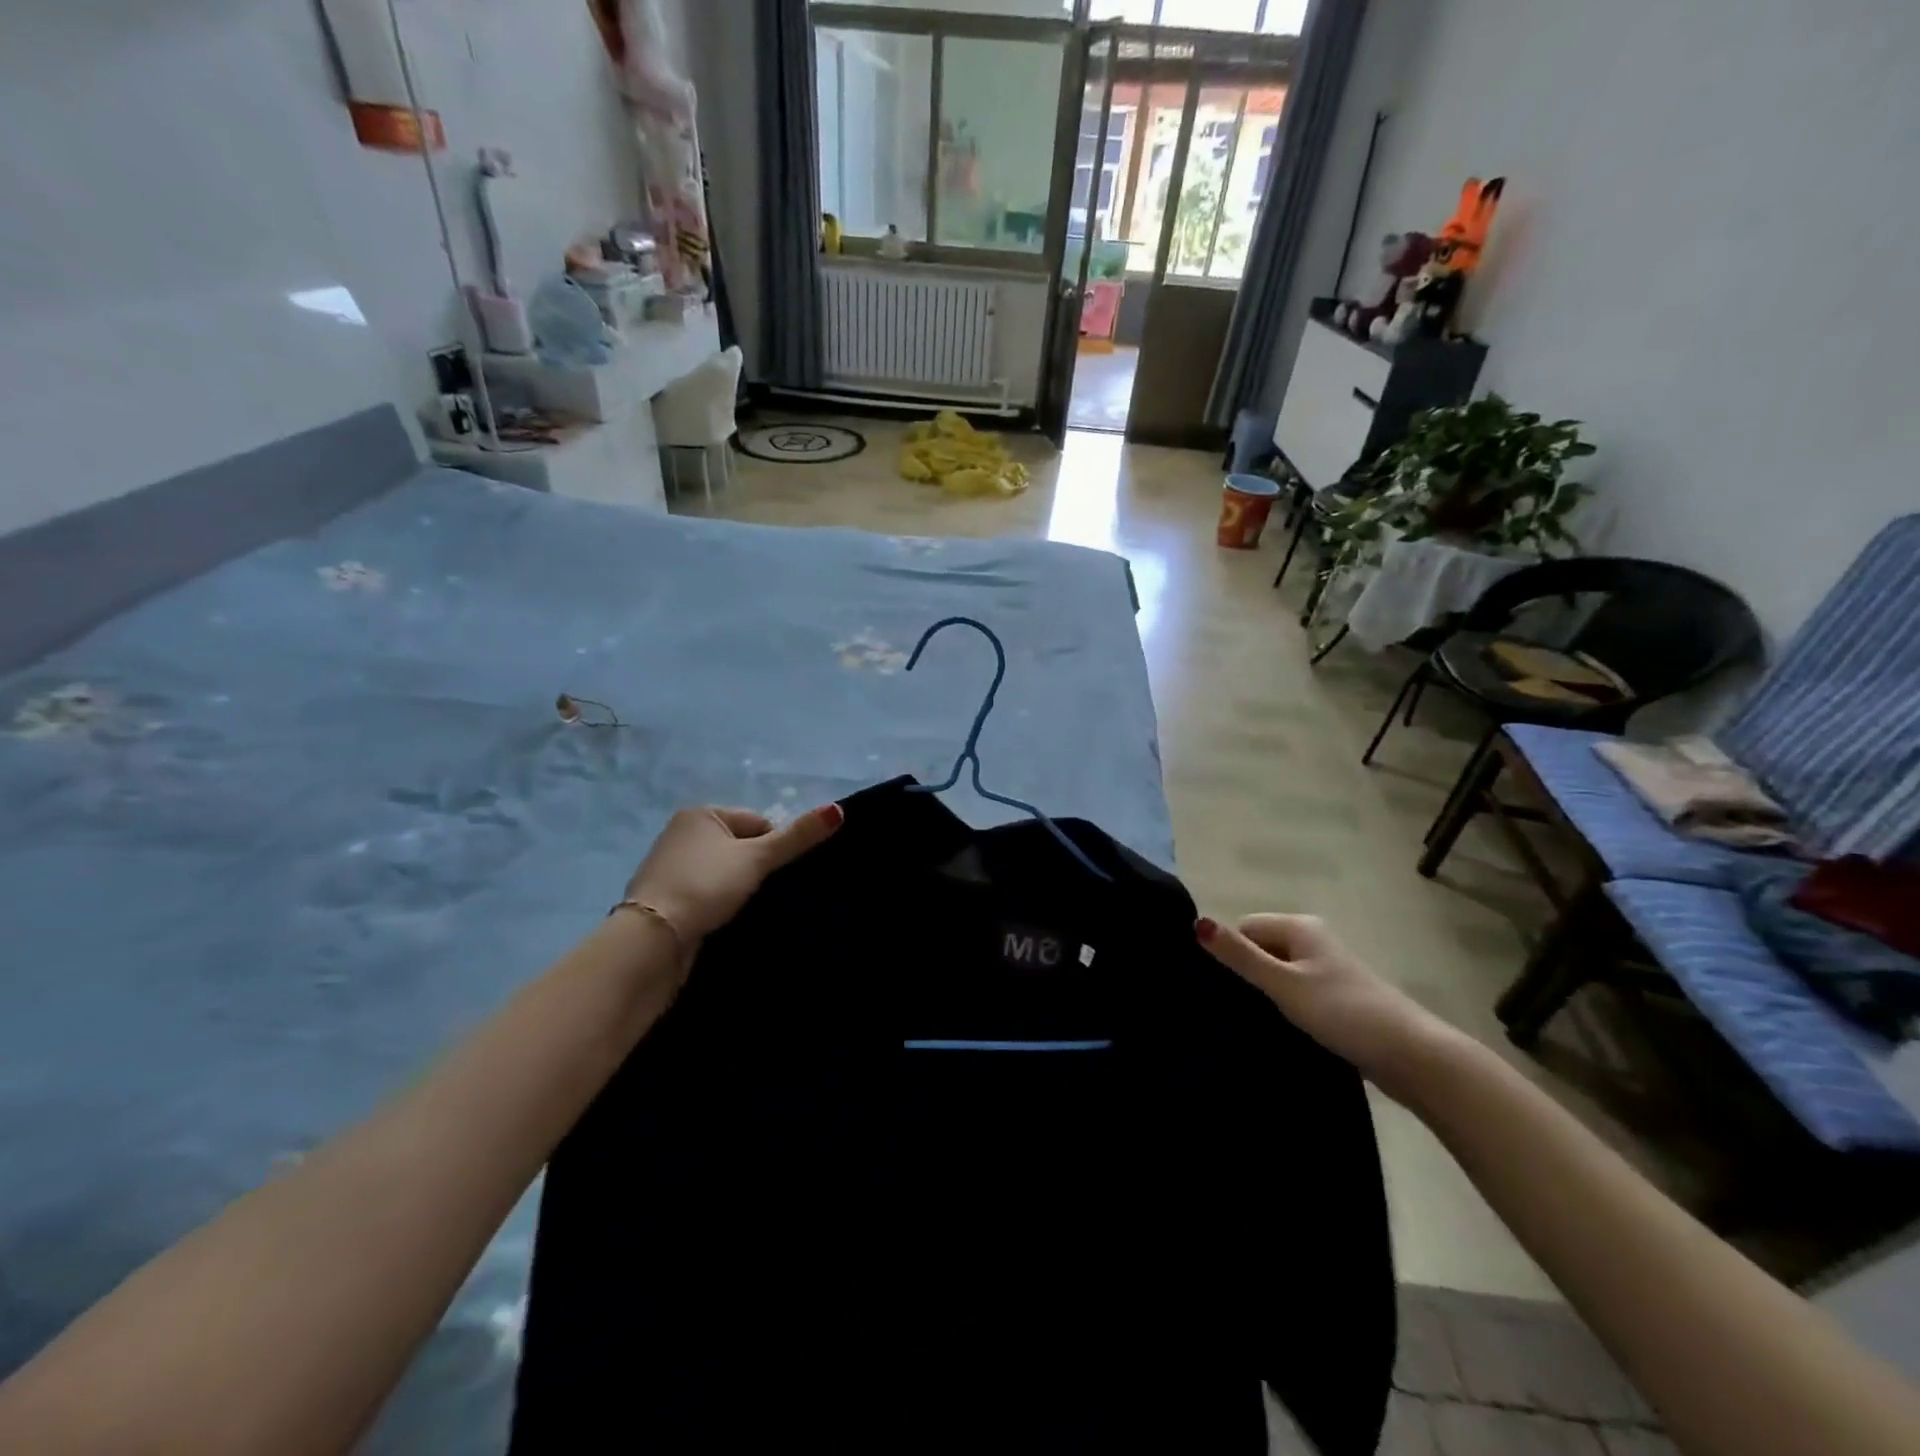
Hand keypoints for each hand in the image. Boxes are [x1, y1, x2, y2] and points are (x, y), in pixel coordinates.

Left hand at [626, 804, 842, 943]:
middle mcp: (682, 833)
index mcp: (701, 813)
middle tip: (761, 893)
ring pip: (724, 871)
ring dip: (737, 887)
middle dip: (755, 868)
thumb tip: (839, 809)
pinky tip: (722, 919)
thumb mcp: (757, 858)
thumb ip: (798, 836)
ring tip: (743, 909)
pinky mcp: (666, 898)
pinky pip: (706, 892)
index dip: (772, 848)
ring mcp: (670, 866)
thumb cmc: (706, 886)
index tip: (770, 875)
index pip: (758, 822)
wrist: (652, 940)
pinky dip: (718, 903)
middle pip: (741, 846)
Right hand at [1196, 913, 1455, 1098]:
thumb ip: (1239, 956)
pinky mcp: (1337, 998)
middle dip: (1247, 975)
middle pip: (1261, 949)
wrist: (1412, 1056)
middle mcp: (1313, 940)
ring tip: (1255, 1022)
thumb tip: (1196, 922)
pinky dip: (1287, 1008)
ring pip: (1279, 974)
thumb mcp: (1283, 984)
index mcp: (1299, 926)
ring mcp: (1328, 969)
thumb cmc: (1342, 1011)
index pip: (1245, 928)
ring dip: (1267, 995)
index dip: (1231, 954)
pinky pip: (1297, 993)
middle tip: (1234, 1008)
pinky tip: (1281, 1030)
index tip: (1223, 988)